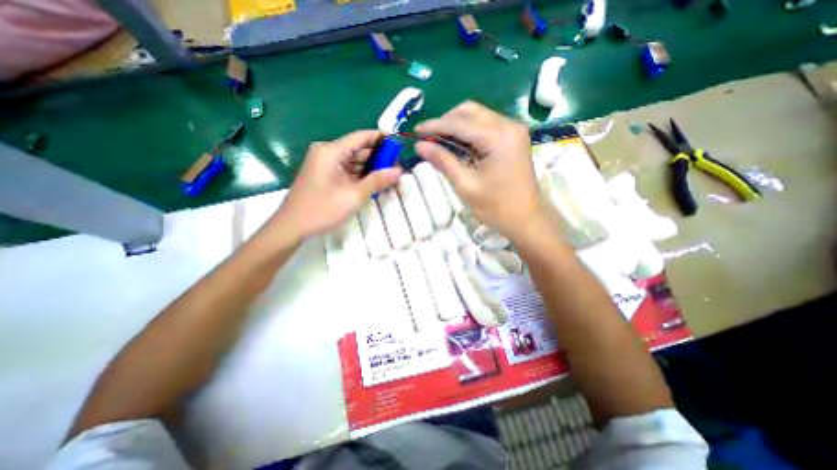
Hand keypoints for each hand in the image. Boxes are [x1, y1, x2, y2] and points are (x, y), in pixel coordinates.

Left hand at [275, 130, 400, 240]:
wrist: (292, 226)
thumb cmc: (322, 209)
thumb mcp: (354, 196)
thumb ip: (377, 181)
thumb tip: (399, 171)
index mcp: (331, 151)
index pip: (362, 137)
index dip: (382, 138)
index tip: (400, 145)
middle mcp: (328, 152)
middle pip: (359, 149)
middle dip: (379, 157)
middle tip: (399, 168)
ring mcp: (326, 164)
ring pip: (354, 161)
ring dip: (372, 168)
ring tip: (391, 176)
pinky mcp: (326, 174)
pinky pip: (348, 170)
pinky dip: (362, 176)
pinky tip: (376, 183)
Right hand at [414, 101, 545, 242]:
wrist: (527, 219)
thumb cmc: (497, 207)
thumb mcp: (465, 185)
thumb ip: (443, 161)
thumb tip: (420, 145)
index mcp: (498, 137)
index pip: (459, 123)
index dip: (435, 126)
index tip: (415, 131)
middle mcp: (508, 125)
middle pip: (470, 111)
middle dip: (446, 122)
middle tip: (428, 138)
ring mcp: (513, 130)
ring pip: (477, 116)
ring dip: (456, 126)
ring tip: (439, 142)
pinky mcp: (513, 138)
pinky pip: (485, 126)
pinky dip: (468, 132)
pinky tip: (457, 145)